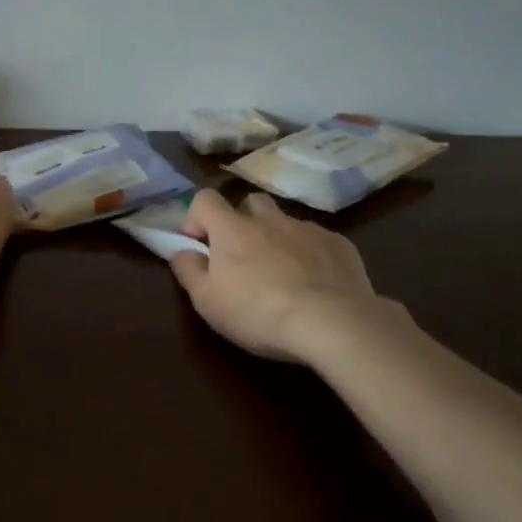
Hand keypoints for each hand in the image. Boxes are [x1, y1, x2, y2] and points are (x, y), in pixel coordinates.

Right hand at [170, 189, 389, 363]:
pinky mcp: (340, 245)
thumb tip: (182, 251)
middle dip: (242, 221)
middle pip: (250, 202)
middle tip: (243, 257)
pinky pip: (318, 241)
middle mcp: (270, 219)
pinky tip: (316, 285)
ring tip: (283, 275)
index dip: (197, 217)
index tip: (200, 246)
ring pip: (286, 223)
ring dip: (278, 239)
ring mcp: (308, 229)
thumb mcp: (207, 302)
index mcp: (232, 229)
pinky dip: (311, 256)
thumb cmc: (258, 313)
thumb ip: (188, 271)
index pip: (205, 199)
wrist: (333, 323)